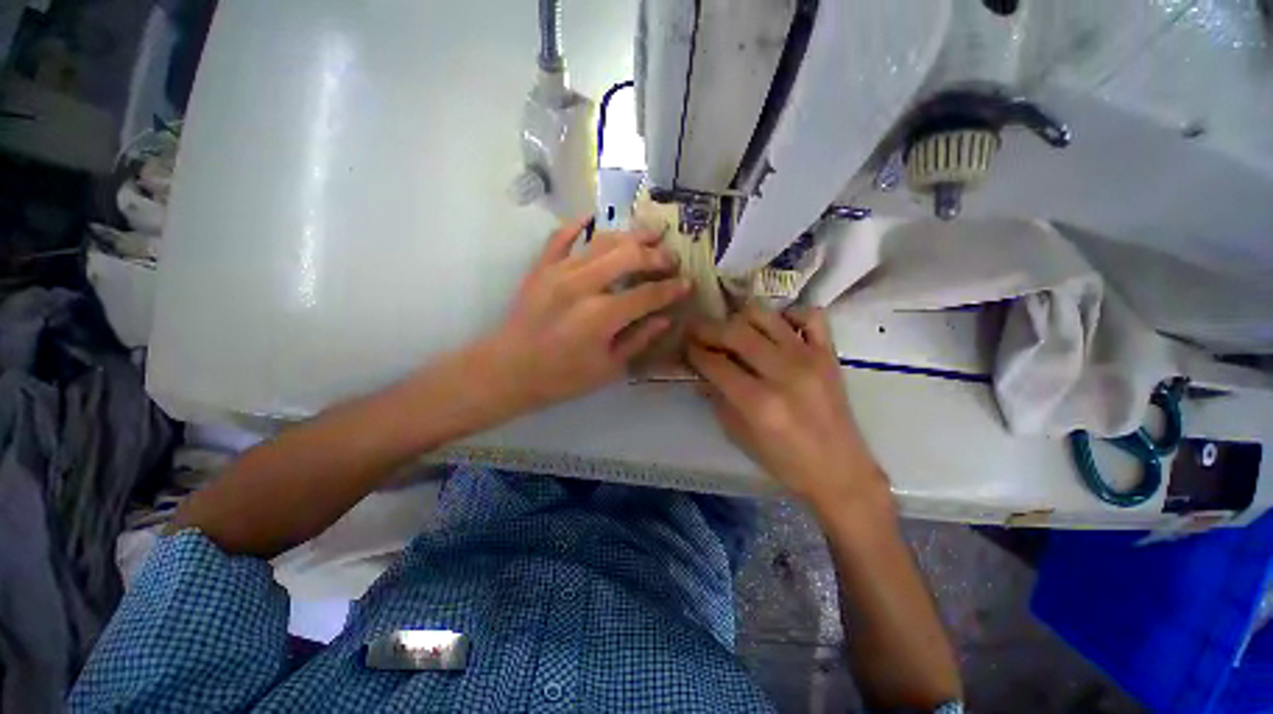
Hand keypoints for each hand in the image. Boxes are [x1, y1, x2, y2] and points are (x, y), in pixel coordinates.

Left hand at [480, 215, 689, 415]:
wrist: (509, 370)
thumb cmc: (562, 377)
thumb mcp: (608, 368)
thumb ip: (639, 340)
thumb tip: (665, 319)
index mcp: (603, 315)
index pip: (648, 294)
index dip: (672, 289)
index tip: (687, 284)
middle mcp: (584, 285)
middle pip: (629, 257)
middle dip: (656, 255)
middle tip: (672, 257)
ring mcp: (560, 271)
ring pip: (602, 241)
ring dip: (630, 235)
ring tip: (650, 232)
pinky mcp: (541, 267)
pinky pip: (561, 237)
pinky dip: (578, 225)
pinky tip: (593, 217)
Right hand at [687, 305, 885, 505]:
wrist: (839, 470)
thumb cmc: (784, 461)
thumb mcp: (738, 435)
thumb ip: (717, 399)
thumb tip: (699, 373)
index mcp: (758, 402)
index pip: (715, 363)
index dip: (694, 351)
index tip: (684, 346)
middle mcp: (783, 373)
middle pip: (735, 333)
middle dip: (708, 328)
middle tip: (696, 330)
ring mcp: (809, 358)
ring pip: (765, 316)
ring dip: (739, 318)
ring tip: (730, 328)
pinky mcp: (828, 353)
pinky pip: (810, 315)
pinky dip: (788, 314)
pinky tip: (776, 328)